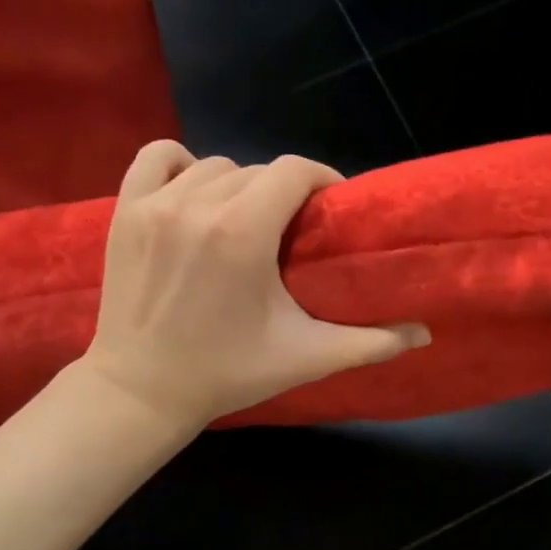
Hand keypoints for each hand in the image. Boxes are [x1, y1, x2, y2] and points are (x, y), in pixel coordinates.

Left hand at [79, 142, 430, 431]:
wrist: (141, 391)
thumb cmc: (227, 373)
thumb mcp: (305, 357)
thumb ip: (370, 342)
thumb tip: (425, 334)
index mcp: (243, 233)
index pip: (294, 171)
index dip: (321, 181)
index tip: (329, 208)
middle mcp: (198, 205)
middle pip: (258, 171)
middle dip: (283, 193)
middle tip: (290, 230)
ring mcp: (155, 205)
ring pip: (214, 166)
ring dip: (238, 185)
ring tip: (245, 220)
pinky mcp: (126, 211)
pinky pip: (157, 158)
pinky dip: (180, 166)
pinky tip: (194, 194)